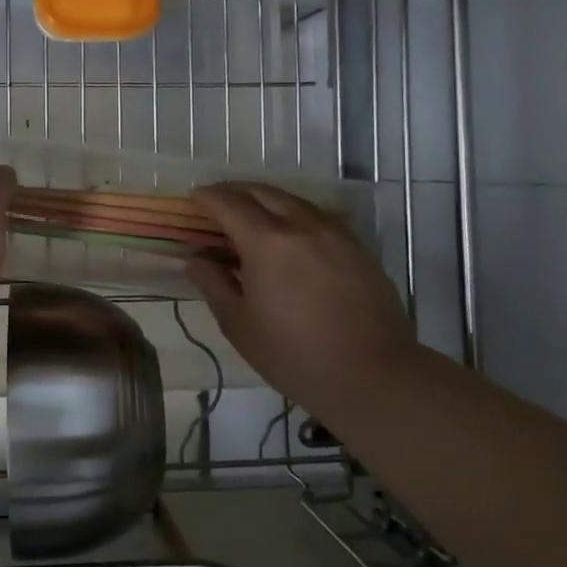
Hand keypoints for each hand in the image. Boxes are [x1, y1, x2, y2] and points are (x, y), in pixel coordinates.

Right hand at [186, 183, 415, 410]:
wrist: (373, 375)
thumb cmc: (294, 355)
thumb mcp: (239, 324)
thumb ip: (214, 285)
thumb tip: (197, 260)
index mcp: (266, 241)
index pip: (228, 203)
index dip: (207, 197)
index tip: (194, 198)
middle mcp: (301, 225)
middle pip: (262, 192)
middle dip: (235, 191)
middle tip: (217, 202)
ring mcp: (335, 233)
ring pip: (294, 200)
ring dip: (267, 200)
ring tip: (253, 215)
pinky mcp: (358, 247)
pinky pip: (319, 216)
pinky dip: (296, 214)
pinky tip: (293, 234)